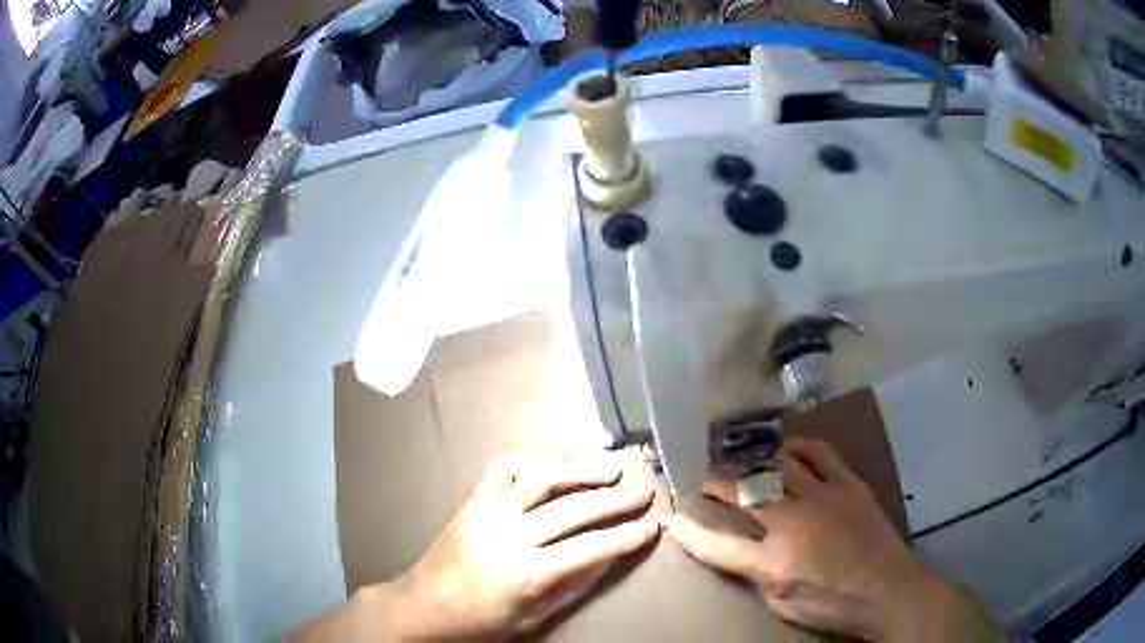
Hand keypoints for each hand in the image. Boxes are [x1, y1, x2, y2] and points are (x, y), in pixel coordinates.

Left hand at [345, 454, 658, 639]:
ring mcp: (487, 512)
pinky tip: (555, 465)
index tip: (651, 528)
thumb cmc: (481, 621)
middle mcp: (508, 536)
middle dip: (614, 500)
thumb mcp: (533, 618)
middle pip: (572, 509)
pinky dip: (533, 462)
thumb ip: (573, 586)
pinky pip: (503, 469)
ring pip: (541, 479)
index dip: (624, 538)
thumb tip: (608, 557)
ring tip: (610, 469)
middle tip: (643, 492)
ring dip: (580, 470)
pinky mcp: (472, 501)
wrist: (424, 606)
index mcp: (525, 573)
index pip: (589, 549)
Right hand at [666, 438, 1002, 642]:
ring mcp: (825, 497)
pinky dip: (797, 448)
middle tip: (704, 480)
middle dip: (717, 485)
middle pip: (745, 494)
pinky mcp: (849, 484)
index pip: (719, 544)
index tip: (674, 517)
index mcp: (774, 563)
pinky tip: (784, 450)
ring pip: (778, 467)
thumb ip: (756, 575)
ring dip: (752, 464)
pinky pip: (819, 454)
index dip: (691, 531)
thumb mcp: (784, 604)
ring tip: (741, 464)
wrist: (889, 590)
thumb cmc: (832, 605)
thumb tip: (738, 552)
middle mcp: (794, 524)